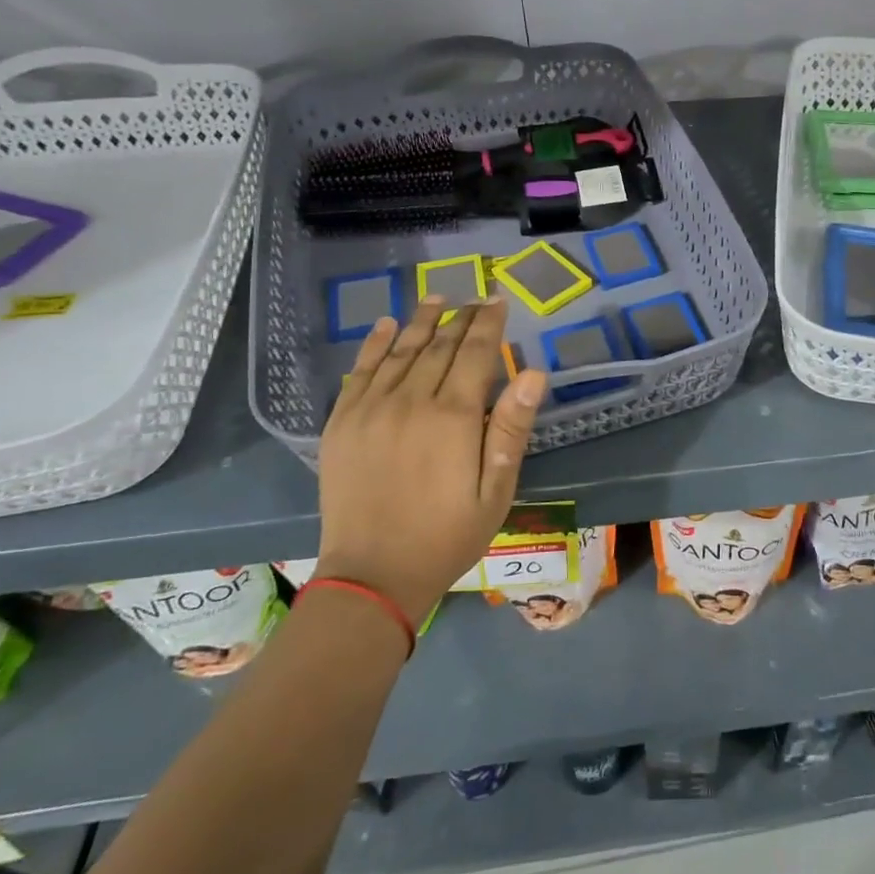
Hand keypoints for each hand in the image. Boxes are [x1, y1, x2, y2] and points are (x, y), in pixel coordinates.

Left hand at [316, 297, 547, 622]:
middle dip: (461, 318)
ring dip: (421, 321)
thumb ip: (511, 428)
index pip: (475, 353)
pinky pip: (360, 371)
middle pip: (439, 345)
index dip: (489, 324)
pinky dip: (374, 344)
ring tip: (437, 298)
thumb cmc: (447, 535)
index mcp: (453, 416)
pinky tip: (385, 326)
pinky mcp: (342, 422)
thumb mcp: (496, 491)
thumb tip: (533, 373)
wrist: (372, 575)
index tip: (499, 301)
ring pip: (401, 350)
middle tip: (475, 298)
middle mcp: (411, 400)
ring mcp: (371, 408)